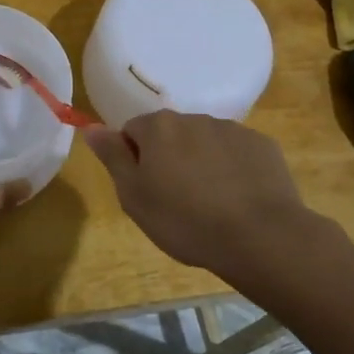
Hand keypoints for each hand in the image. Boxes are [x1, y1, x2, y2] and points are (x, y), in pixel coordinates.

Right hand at [85, 112, 311, 281]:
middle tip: (174, 200)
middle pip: (170, 134)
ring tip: (209, 204)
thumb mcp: (134, 196)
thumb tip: (91, 127)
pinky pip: (236, 153)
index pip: (132, 131)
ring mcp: (232, 130)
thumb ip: (112, 157)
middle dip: (169, 158)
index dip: (134, 159)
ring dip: (200, 162)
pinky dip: (232, 169)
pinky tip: (238, 200)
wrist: (259, 236)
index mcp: (159, 128)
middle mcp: (194, 118)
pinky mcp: (262, 146)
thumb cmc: (185, 220)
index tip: (144, 190)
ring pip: (204, 142)